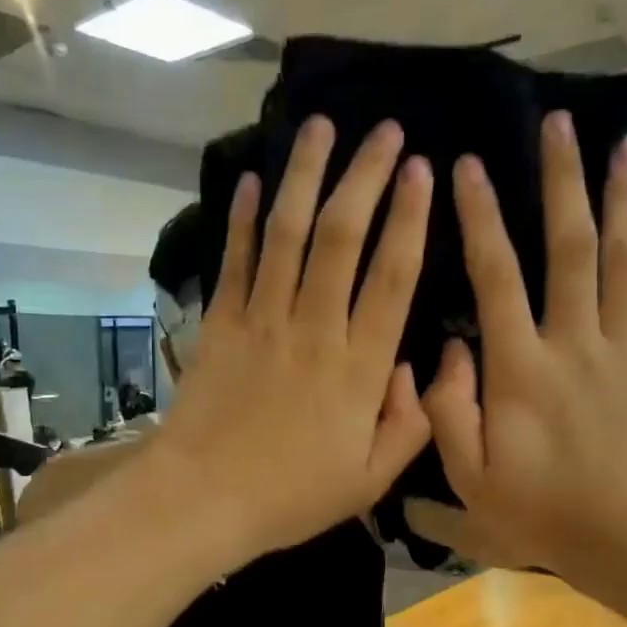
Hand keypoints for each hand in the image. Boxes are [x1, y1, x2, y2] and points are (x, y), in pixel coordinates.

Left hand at [152, 117, 432, 559]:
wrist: (203, 500)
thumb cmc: (290, 496)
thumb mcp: (369, 481)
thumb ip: (408, 425)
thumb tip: (416, 369)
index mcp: (358, 369)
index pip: (393, 277)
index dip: (411, 218)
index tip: (424, 171)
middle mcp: (313, 330)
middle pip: (342, 237)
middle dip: (367, 176)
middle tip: (387, 131)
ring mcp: (262, 322)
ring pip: (288, 234)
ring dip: (306, 176)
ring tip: (321, 126)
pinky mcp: (220, 325)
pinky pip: (235, 261)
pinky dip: (245, 219)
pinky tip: (255, 180)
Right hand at [420, 116, 626, 594]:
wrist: (626, 537)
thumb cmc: (537, 512)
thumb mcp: (468, 479)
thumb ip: (448, 412)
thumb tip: (446, 352)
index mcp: (519, 371)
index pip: (496, 278)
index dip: (481, 219)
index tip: (468, 167)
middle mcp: (573, 344)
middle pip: (570, 248)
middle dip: (562, 182)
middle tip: (560, 123)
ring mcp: (621, 350)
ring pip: (621, 259)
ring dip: (619, 198)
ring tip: (621, 143)